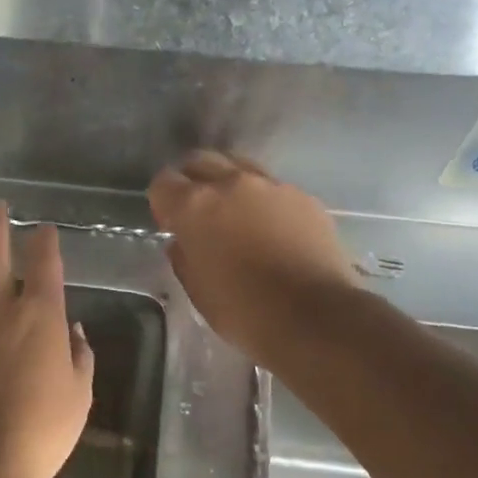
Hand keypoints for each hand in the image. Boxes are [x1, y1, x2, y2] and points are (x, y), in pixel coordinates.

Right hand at [148, 151, 358, 360]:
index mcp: (195, 206)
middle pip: (201, 161)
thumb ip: (184, 257)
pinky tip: (273, 231)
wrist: (315, 317)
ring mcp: (272, 186)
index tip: (171, 225)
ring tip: (238, 216)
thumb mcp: (197, 291)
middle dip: (193, 181)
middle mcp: (231, 184)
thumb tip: (184, 242)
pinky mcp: (305, 197)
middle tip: (200, 213)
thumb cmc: (244, 311)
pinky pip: (274, 189)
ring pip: (240, 167)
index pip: (163, 183)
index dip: (163, 203)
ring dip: (230, 185)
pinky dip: (265, 202)